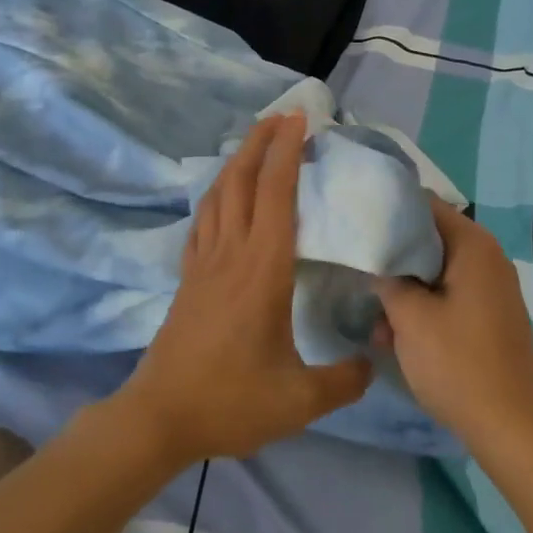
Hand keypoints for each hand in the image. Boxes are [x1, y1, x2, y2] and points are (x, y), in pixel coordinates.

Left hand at [116, 111, 371, 466]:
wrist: (160, 416)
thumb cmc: (231, 401)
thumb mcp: (299, 400)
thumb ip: (344, 380)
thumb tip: (372, 363)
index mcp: (263, 269)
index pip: (277, 194)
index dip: (287, 152)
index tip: (299, 120)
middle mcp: (231, 253)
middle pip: (242, 180)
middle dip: (260, 141)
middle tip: (281, 116)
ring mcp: (204, 263)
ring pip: (218, 195)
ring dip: (237, 162)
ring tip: (255, 145)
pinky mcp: (188, 278)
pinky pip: (202, 221)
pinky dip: (215, 196)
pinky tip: (222, 198)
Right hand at [373, 200, 532, 449]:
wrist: (513, 428)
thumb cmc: (458, 363)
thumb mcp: (409, 317)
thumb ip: (387, 279)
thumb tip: (375, 259)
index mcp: (473, 245)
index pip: (425, 205)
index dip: (389, 211)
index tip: (357, 223)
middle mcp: (486, 258)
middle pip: (429, 240)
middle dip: (393, 256)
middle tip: (356, 268)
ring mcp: (490, 290)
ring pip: (435, 273)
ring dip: (403, 290)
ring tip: (372, 319)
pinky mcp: (489, 318)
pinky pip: (448, 298)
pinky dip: (422, 310)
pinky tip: (393, 338)